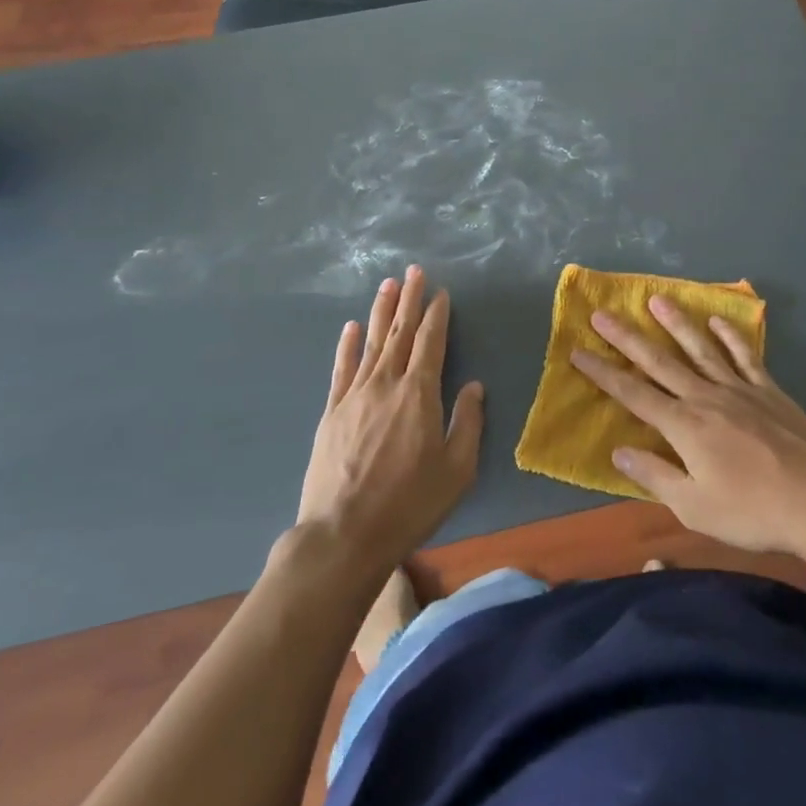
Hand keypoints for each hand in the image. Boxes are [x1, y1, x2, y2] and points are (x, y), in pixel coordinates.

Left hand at [297, 266, 483, 574]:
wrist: (344, 534)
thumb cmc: (409, 504)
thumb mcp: (456, 470)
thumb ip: (467, 422)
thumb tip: (473, 386)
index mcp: (419, 393)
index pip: (430, 342)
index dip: (436, 315)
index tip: (440, 293)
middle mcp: (386, 383)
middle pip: (399, 332)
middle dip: (408, 300)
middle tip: (413, 271)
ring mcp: (355, 395)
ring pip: (370, 343)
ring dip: (380, 312)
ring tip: (387, 285)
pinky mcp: (332, 412)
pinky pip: (341, 368)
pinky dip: (346, 345)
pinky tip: (350, 327)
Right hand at [570, 297, 805, 558]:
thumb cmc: (752, 511)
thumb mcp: (695, 508)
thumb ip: (655, 477)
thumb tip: (618, 451)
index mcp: (683, 426)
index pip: (632, 394)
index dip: (603, 373)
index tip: (578, 352)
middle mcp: (704, 397)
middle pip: (658, 362)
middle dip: (626, 338)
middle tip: (602, 313)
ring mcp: (738, 389)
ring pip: (699, 348)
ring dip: (676, 323)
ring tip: (656, 299)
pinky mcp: (768, 390)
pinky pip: (744, 356)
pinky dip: (730, 337)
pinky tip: (717, 321)